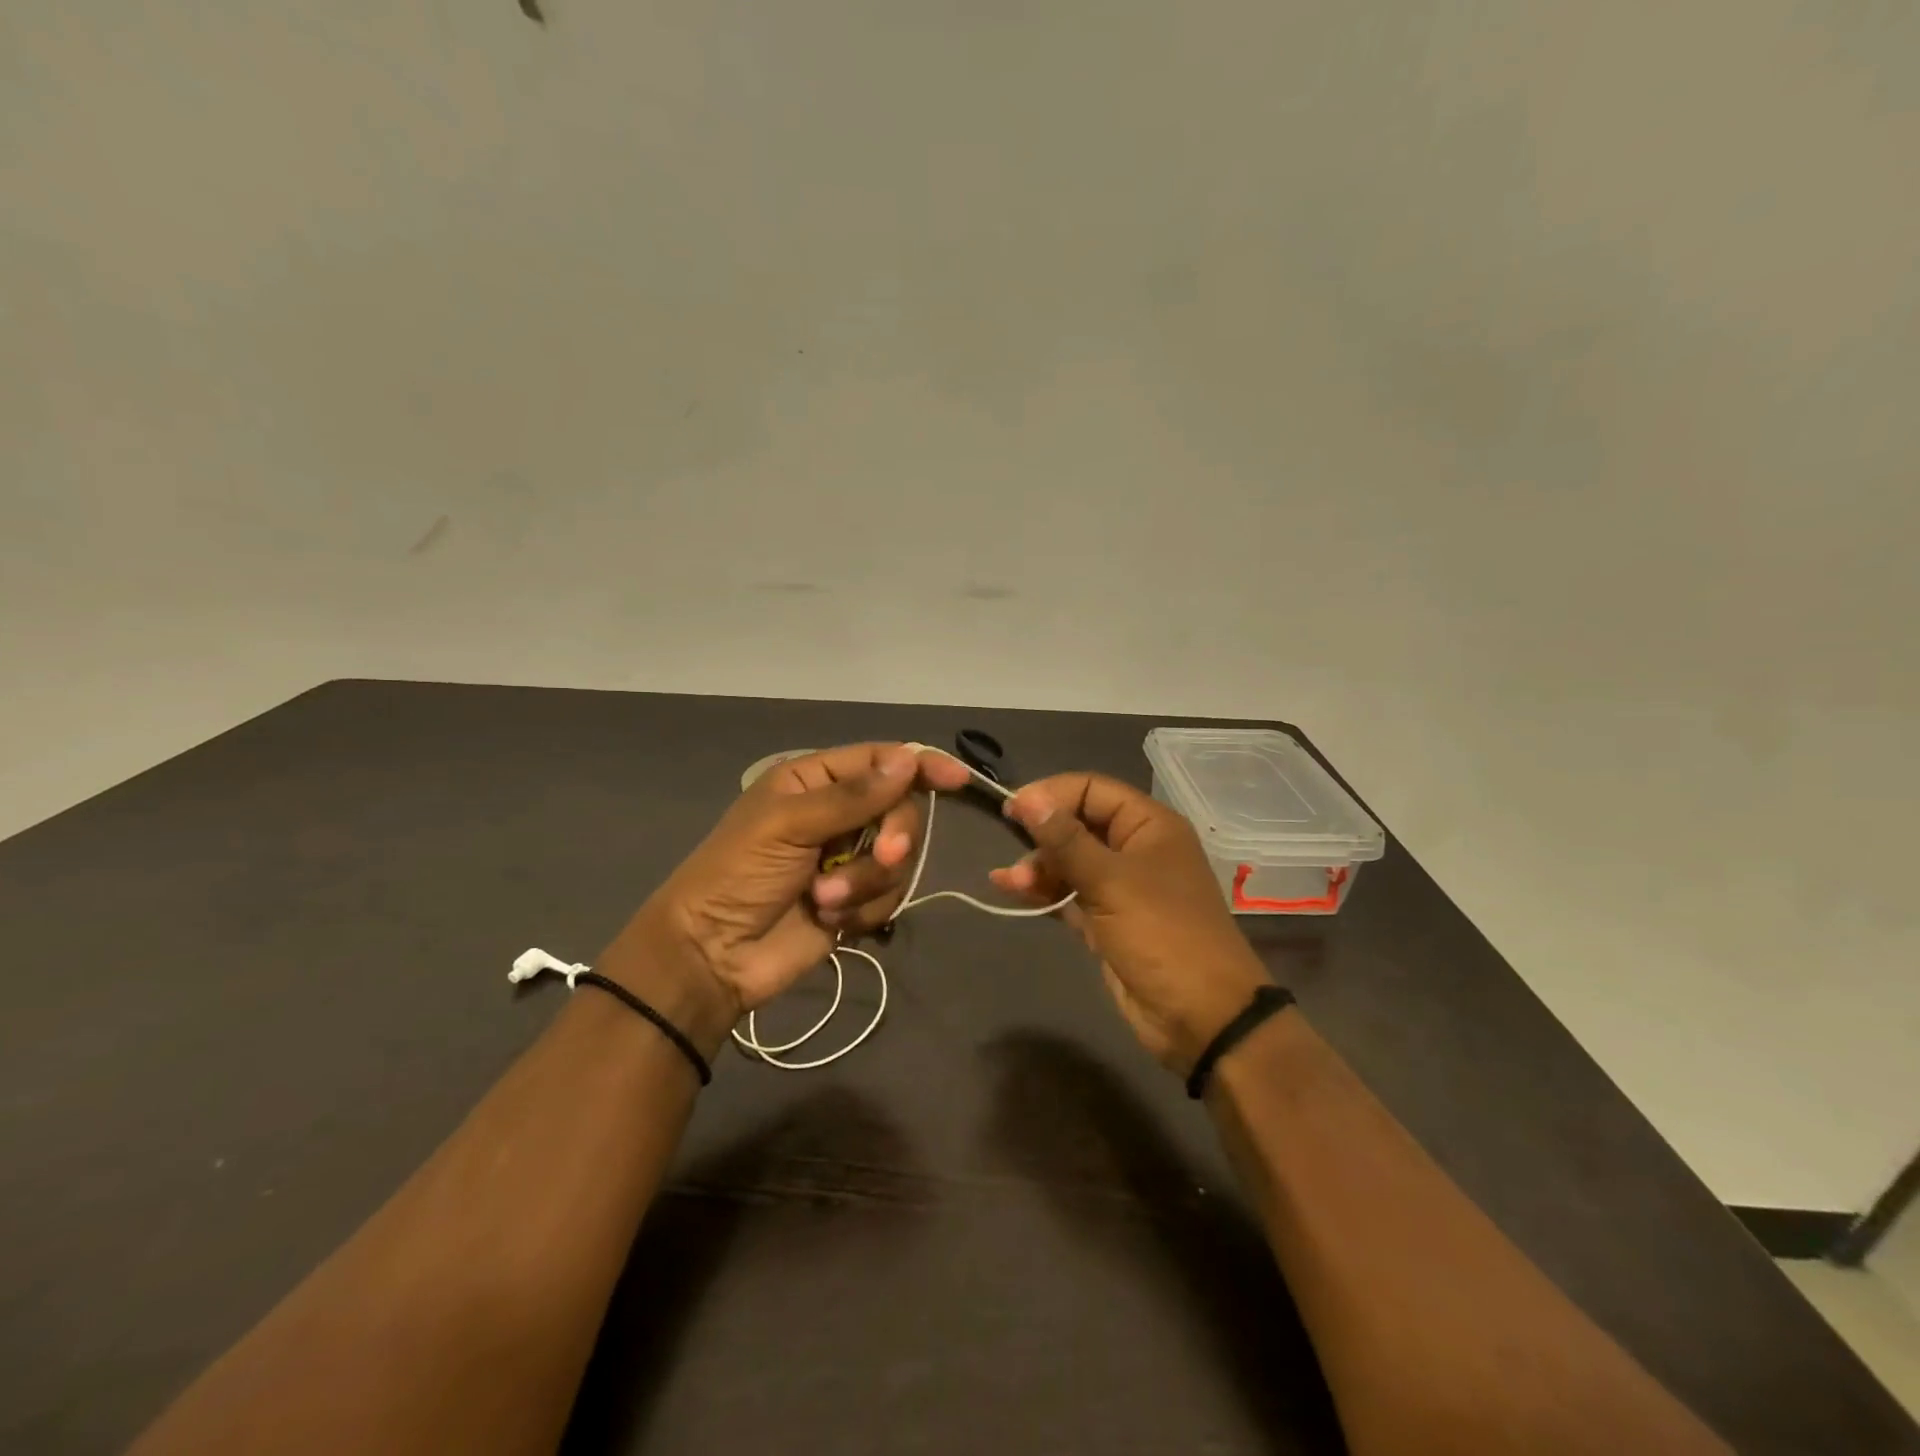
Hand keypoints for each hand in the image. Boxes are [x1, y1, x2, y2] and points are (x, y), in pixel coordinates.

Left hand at [599, 743, 971, 1055]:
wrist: (712, 955)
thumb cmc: (738, 874)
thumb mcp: (788, 824)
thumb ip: (852, 796)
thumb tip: (909, 760)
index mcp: (815, 781)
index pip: (880, 761)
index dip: (920, 766)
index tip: (957, 779)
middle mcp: (838, 814)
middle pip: (900, 810)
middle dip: (892, 837)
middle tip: (882, 856)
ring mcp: (848, 859)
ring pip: (899, 859)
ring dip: (867, 882)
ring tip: (825, 900)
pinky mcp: (855, 901)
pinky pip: (889, 897)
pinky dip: (865, 911)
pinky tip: (831, 921)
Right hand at [989, 773, 1271, 1072]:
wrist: (1201, 1018)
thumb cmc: (1162, 935)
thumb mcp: (1111, 882)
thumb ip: (1066, 840)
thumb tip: (1027, 798)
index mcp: (1149, 826)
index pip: (1092, 790)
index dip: (1051, 795)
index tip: (1011, 809)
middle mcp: (1135, 849)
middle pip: (1078, 824)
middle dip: (1042, 836)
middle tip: (1013, 855)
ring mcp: (1122, 887)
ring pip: (1070, 861)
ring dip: (1038, 867)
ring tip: (1010, 883)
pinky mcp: (1107, 921)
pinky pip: (1069, 894)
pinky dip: (1044, 891)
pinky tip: (1013, 891)